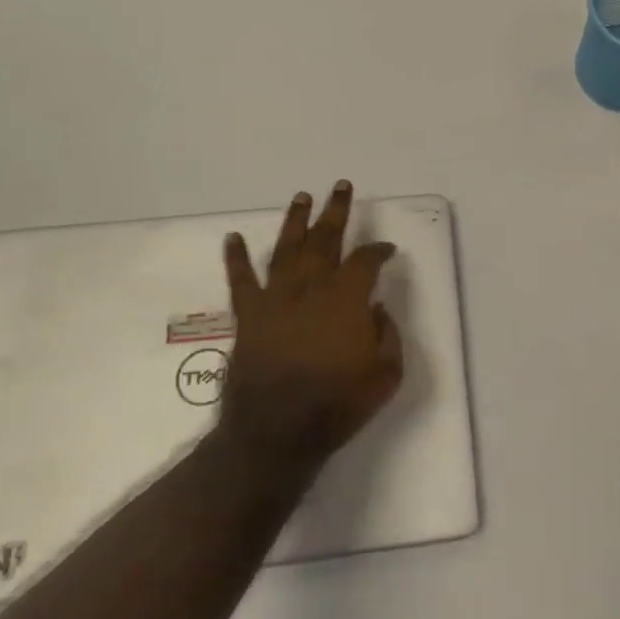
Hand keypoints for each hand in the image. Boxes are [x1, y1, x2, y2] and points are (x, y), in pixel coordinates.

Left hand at [218, 181, 401, 466]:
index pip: (366, 260)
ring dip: (295, 220)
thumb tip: (375, 309)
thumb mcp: (386, 373)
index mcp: (347, 297)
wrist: (276, 432)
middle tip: (341, 186)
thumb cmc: (338, 404)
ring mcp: (276, 298)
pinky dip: (235, 258)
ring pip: (286, 248)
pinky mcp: (249, 315)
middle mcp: (311, 286)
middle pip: (325, 239)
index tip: (387, 250)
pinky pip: (240, 280)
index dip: (379, 251)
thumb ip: (387, 334)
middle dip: (336, 211)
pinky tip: (232, 237)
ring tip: (302, 197)